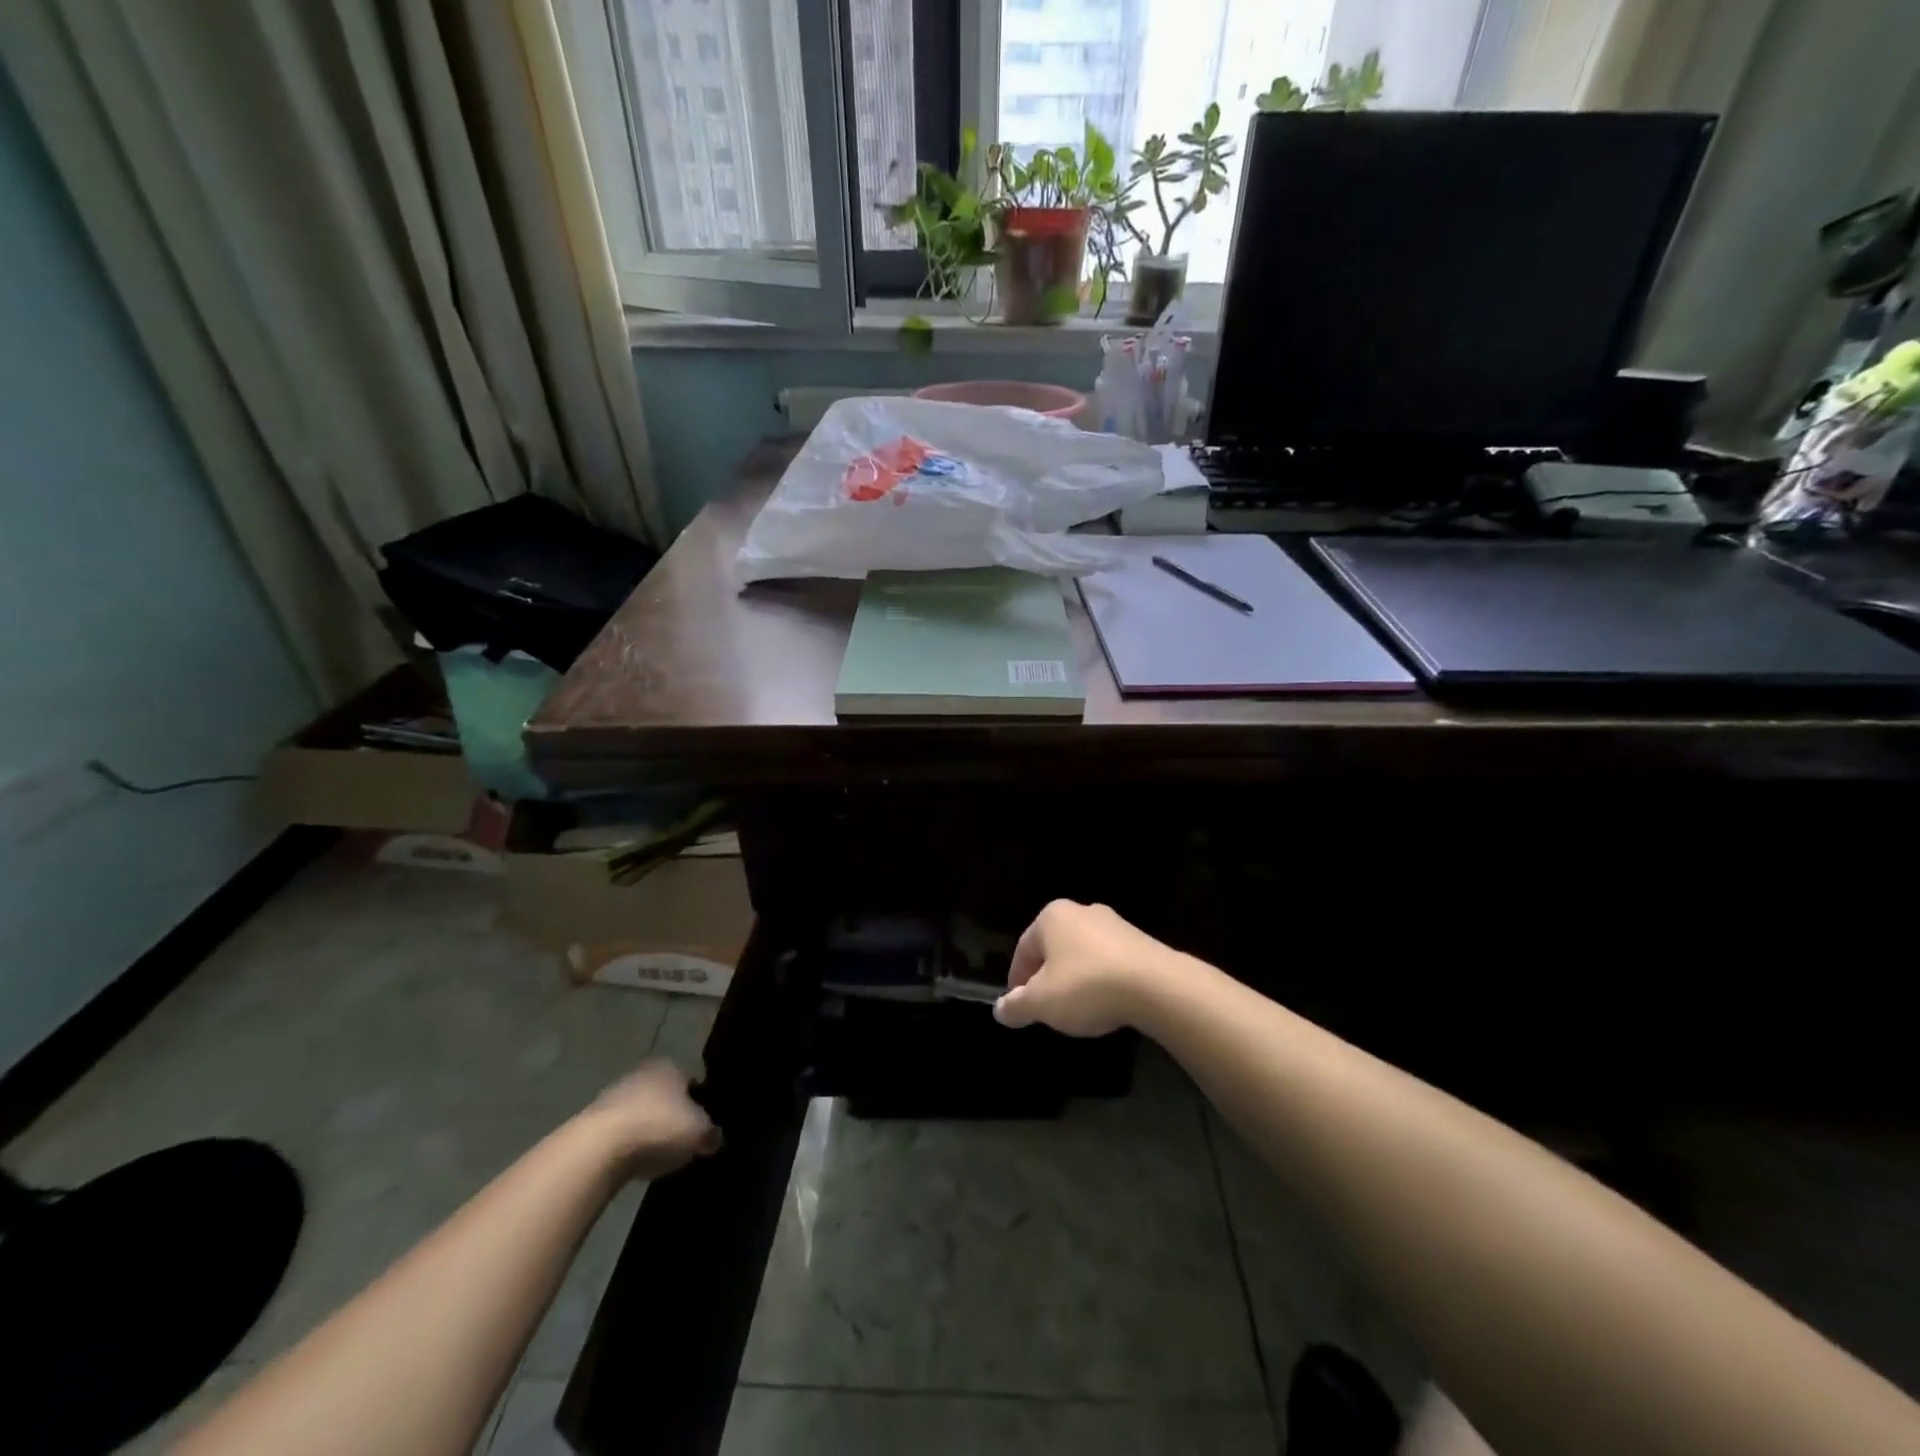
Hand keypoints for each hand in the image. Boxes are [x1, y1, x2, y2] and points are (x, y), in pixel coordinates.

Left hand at [584, 1059, 721, 1179]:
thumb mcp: (699, 1132)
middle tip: (682, 1141)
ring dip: (649, 1131)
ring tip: (658, 1156)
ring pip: (641, 1113)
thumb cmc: (658, 1127)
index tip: (703, 1126)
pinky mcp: (592, 1122)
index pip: (692, 1080)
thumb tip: (714, 1138)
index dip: (700, 1102)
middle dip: (673, 1115)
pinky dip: (629, 1145)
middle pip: (665, 1095)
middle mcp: (642, 1073)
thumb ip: (711, 1133)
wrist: (598, 1148)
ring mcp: (613, 1095)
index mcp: (670, 1066)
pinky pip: (621, 1133)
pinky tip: (634, 1163)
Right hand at [994, 900, 1186, 1036]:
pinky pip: (1110, 963)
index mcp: (1052, 917)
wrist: (1157, 986)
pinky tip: (1107, 1005)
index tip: (1020, 1008)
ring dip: (1076, 981)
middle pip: (1054, 950)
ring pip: (1083, 955)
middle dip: (1048, 979)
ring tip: (1079, 1011)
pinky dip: (1103, 982)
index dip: (1017, 981)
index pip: (1023, 949)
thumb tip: (1000, 1009)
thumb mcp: (1042, 1003)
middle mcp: (1082, 911)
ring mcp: (1115, 924)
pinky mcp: (1141, 942)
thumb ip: (1016, 1006)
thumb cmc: (1086, 986)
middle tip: (1047, 1010)